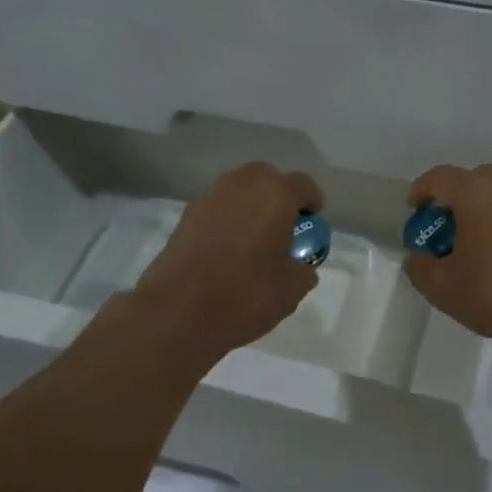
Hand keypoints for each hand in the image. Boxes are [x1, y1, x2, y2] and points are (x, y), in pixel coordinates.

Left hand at [133, 162, 325, 361]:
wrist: (177, 312)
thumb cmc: (245, 295)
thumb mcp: (291, 291)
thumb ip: (303, 271)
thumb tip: (301, 267)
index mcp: (275, 195)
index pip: (302, 185)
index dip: (312, 201)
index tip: (314, 218)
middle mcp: (242, 185)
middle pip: (267, 179)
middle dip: (278, 196)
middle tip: (284, 224)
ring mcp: (209, 197)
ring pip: (238, 191)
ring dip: (250, 206)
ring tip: (255, 237)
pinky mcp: (185, 216)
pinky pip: (217, 209)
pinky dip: (227, 220)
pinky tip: (228, 249)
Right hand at [403, 164, 491, 359]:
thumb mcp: (442, 288)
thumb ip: (419, 266)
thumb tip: (419, 256)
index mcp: (476, 193)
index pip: (440, 177)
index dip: (421, 190)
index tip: (414, 210)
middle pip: (473, 178)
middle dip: (455, 197)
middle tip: (445, 225)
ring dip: (484, 206)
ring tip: (476, 238)